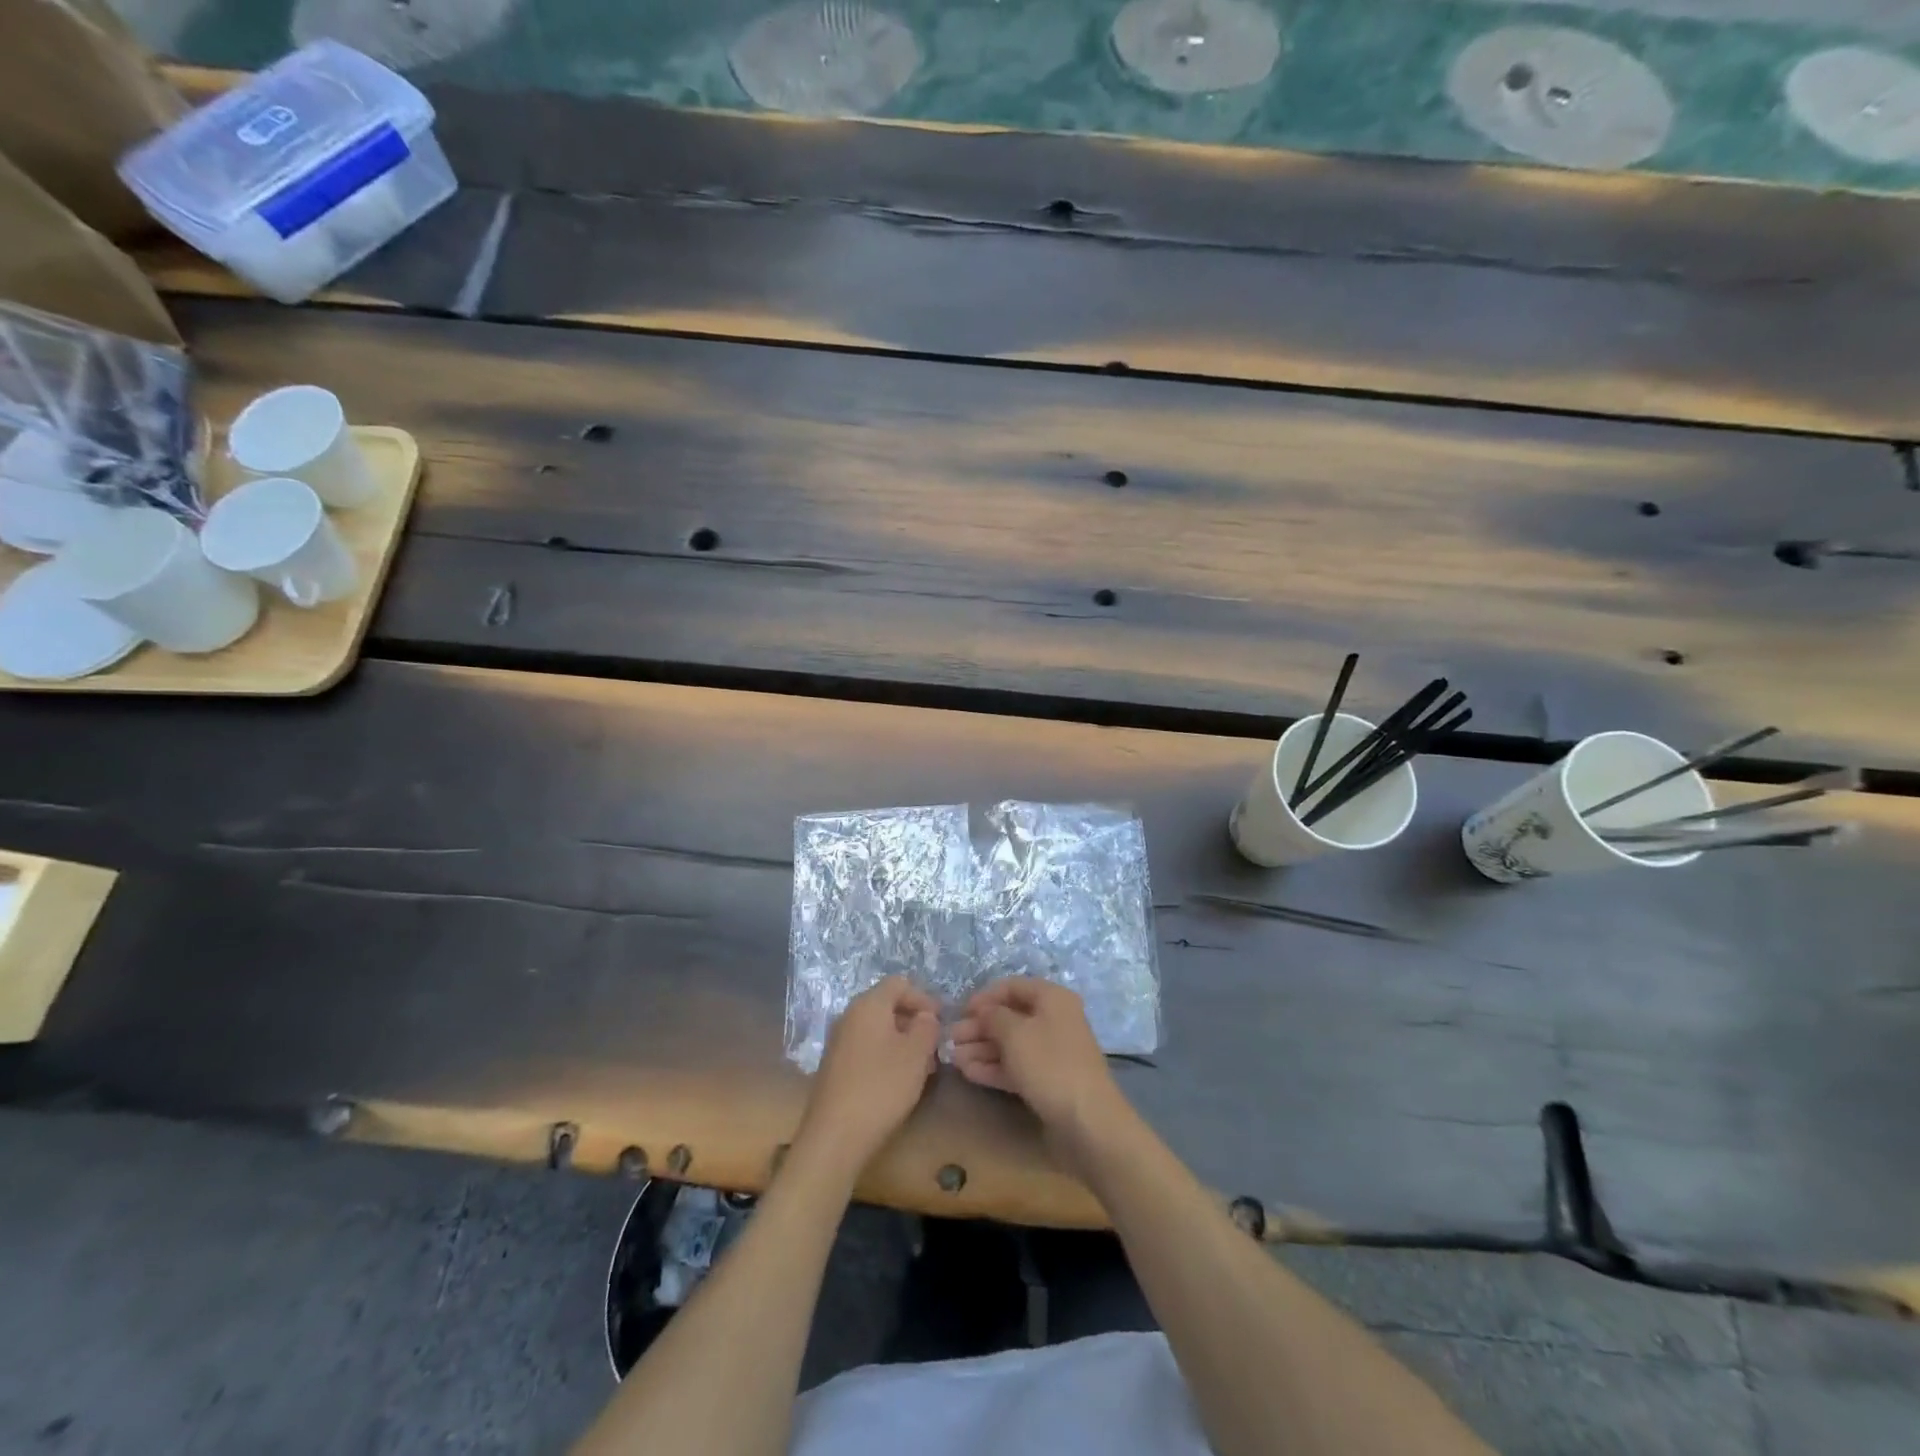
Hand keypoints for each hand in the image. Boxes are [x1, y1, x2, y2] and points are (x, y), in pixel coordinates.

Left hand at [796, 976, 939, 1176]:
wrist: (835, 1136)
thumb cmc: (881, 1086)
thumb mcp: (916, 1054)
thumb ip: (927, 1027)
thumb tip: (925, 1017)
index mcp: (868, 1004)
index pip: (899, 984)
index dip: (923, 998)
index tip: (942, 1021)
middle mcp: (849, 1016)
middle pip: (887, 1005)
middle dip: (914, 1021)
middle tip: (935, 1046)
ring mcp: (839, 1042)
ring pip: (878, 1029)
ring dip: (902, 1041)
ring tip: (922, 1067)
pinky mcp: (835, 1067)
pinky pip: (866, 1048)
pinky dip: (886, 1055)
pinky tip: (899, 1081)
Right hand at [950, 979, 1130, 1173]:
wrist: (1088, 1122)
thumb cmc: (1050, 1065)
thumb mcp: (1015, 1033)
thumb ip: (993, 1016)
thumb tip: (983, 1011)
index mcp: (1052, 999)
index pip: (1013, 987)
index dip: (985, 997)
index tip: (960, 1011)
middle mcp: (1054, 1020)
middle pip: (1010, 1017)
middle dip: (979, 1027)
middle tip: (951, 1039)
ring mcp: (1052, 1052)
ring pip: (1011, 1044)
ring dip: (982, 1049)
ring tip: (953, 1058)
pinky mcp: (1048, 1081)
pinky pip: (1017, 1066)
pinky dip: (994, 1067)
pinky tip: (969, 1072)